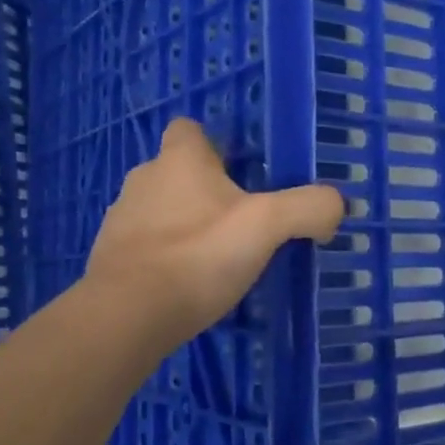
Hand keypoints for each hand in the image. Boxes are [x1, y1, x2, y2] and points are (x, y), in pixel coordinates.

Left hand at [84, 119, 345, 354]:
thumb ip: (309, 207)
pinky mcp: (110, 258)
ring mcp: (121, 219)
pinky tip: (188, 283)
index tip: (240, 169)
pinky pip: (146, 245)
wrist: (128, 315)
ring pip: (160, 208)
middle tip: (242, 219)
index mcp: (179, 160)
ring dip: (185, 224)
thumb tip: (335, 206)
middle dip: (205, 189)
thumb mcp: (268, 226)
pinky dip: (166, 256)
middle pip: (177, 171)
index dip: (214, 143)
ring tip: (216, 256)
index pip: (189, 129)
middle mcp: (144, 179)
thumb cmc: (199, 255)